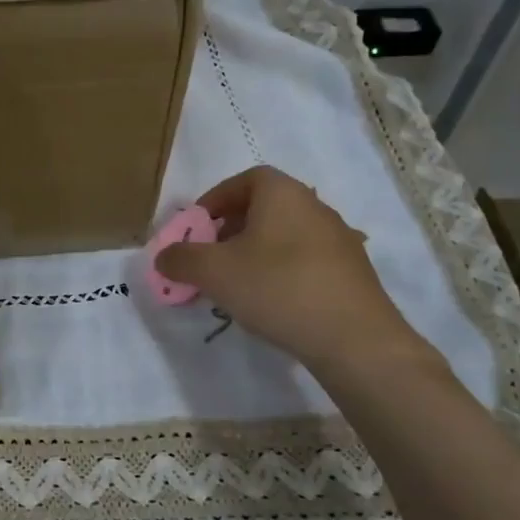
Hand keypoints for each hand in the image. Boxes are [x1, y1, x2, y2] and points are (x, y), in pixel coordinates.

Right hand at [155, 166, 430, 374]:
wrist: (354, 338)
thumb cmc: (277, 288)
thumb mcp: (213, 272)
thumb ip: (181, 259)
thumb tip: (164, 256)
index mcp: (283, 193)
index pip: (245, 180)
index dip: (215, 200)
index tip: (196, 227)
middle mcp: (315, 206)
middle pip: (264, 207)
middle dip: (231, 229)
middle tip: (210, 257)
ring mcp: (339, 239)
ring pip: (284, 235)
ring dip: (256, 252)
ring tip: (236, 284)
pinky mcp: (352, 272)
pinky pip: (305, 260)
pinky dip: (282, 271)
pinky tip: (272, 301)